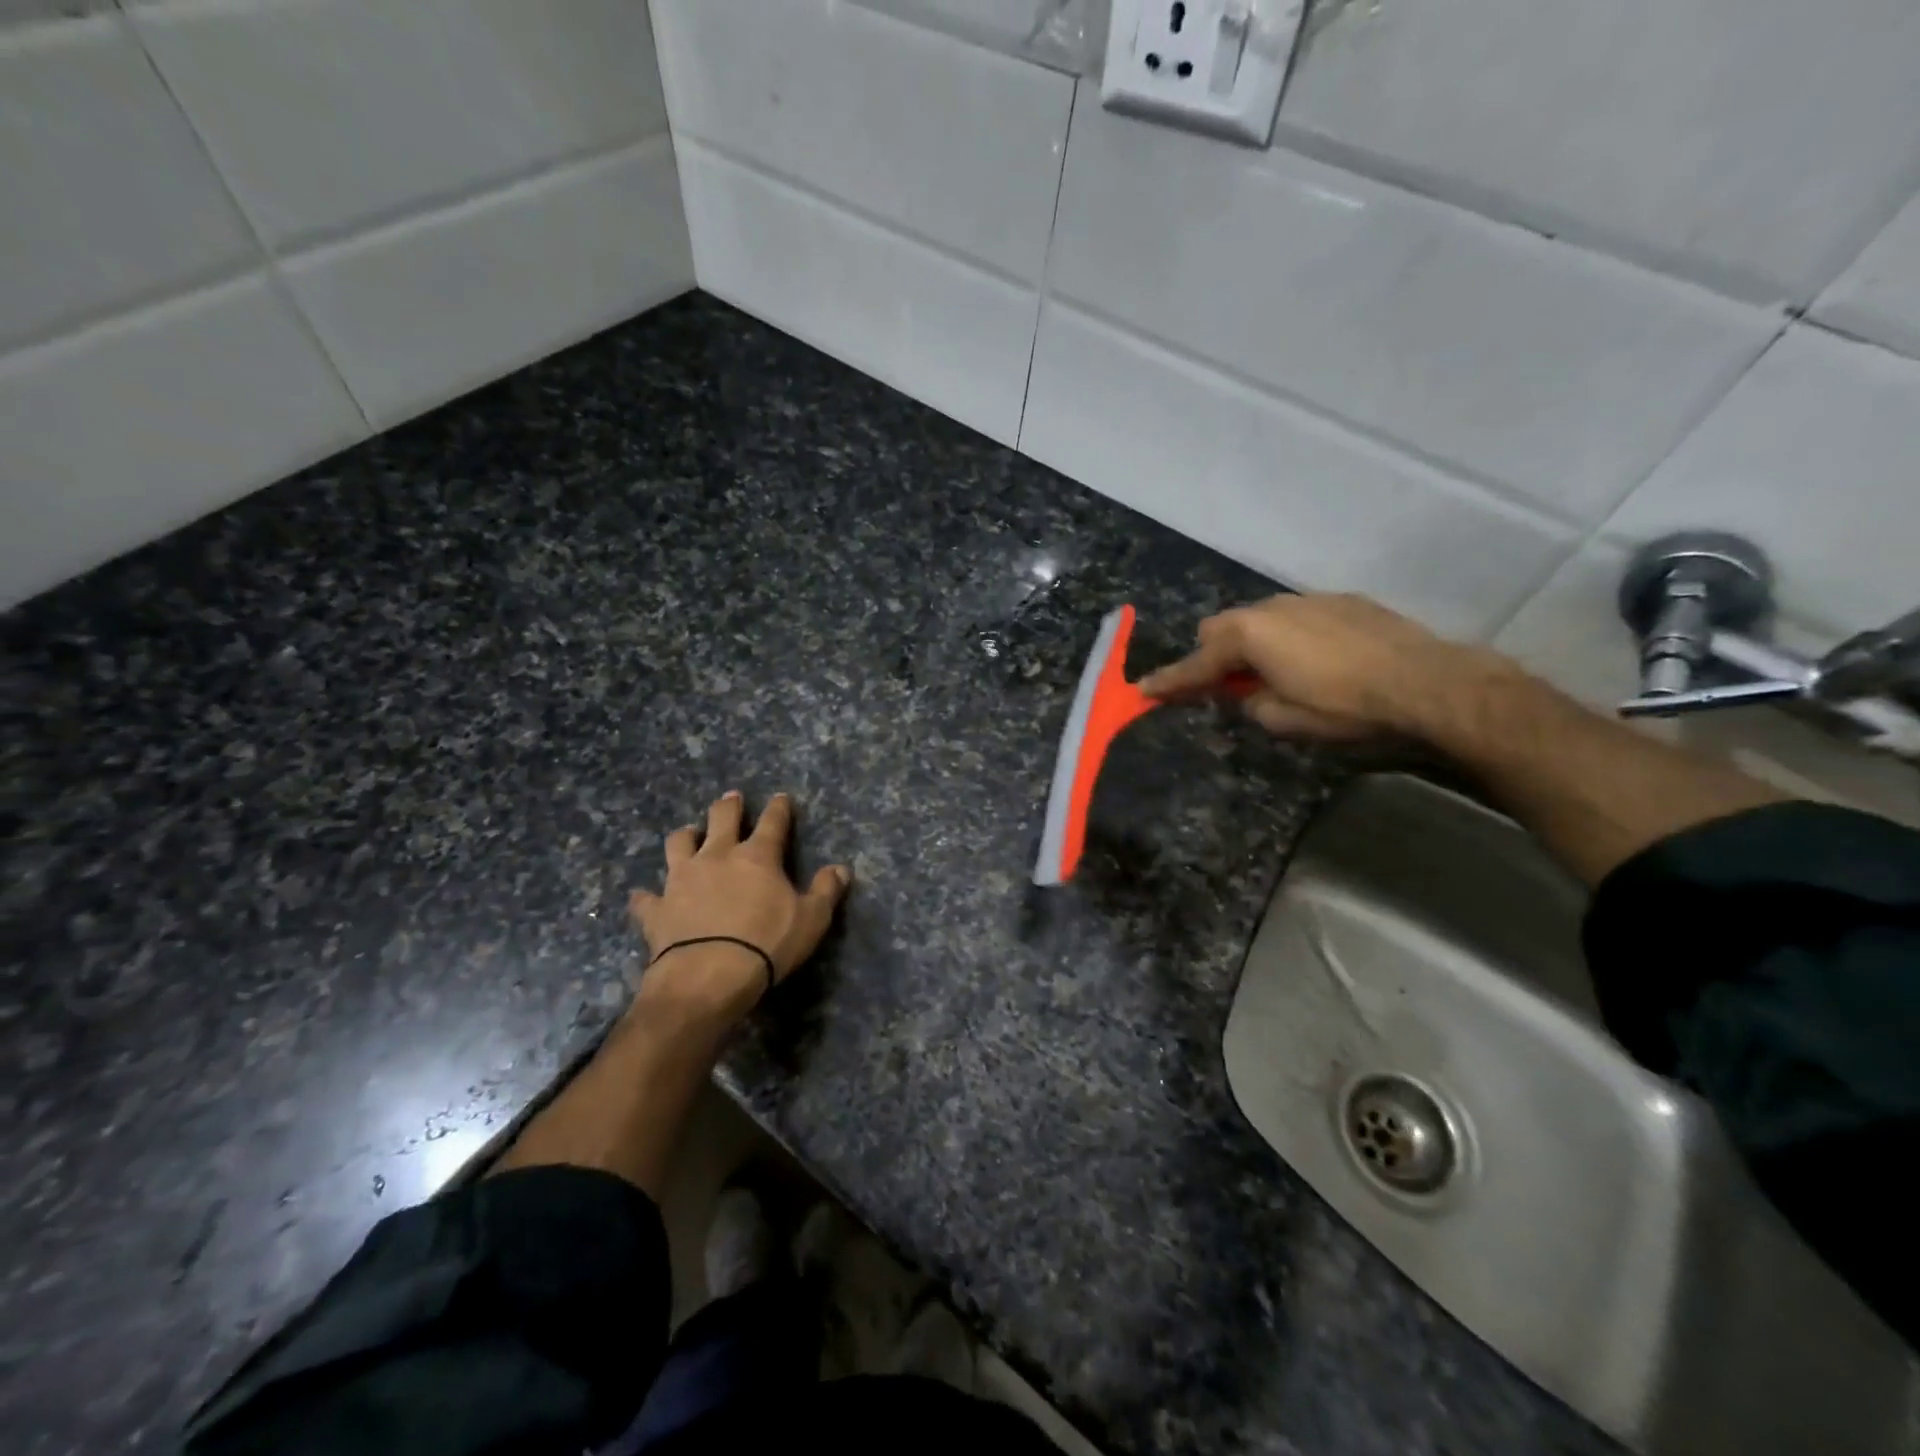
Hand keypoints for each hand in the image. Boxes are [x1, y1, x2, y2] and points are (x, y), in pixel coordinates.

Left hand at [629, 791, 850, 1014]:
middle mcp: (717, 857)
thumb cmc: (766, 944)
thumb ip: (826, 891)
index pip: (773, 822)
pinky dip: (646, 897)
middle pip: (721, 819)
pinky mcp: (657, 908)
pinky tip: (644, 897)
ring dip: (685, 837)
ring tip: (689, 834)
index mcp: (757, 857)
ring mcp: (682, 879)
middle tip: (731, 798)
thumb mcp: (811, 920)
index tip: (781, 797)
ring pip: (678, 844)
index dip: (779, 808)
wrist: (708, 976)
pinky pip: (646, 898)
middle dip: (729, 806)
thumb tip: (841, 869)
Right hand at [1139, 593, 1500, 738]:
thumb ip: (1250, 703)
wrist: (1426, 681)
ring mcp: (1307, 599)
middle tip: (1226, 686)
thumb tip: (1248, 694)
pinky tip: (1317, 660)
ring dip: (1253, 644)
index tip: (1143, 690)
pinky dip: (1289, 637)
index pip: (1195, 664)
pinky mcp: (1342, 601)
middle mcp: (1271, 608)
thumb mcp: (1283, 719)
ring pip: (1259, 618)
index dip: (1169, 682)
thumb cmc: (1344, 705)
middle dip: (1213, 656)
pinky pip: (1296, 617)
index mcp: (1249, 635)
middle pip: (1220, 628)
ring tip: (1276, 673)